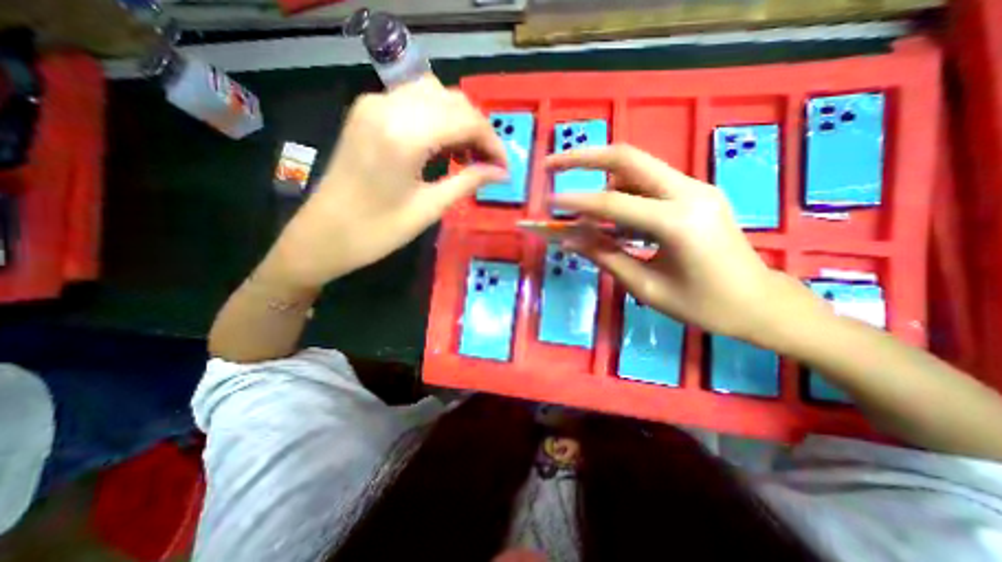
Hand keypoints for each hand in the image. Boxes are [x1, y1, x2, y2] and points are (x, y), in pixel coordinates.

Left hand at [264, 75, 508, 289]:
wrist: (324, 235)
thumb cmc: (378, 231)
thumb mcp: (430, 209)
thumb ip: (469, 182)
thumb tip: (501, 173)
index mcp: (405, 135)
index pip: (466, 120)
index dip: (493, 142)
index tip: (505, 168)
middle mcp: (389, 106)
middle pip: (453, 100)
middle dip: (479, 130)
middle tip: (490, 164)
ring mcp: (374, 104)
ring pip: (435, 95)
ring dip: (460, 121)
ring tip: (470, 155)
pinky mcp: (367, 111)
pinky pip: (414, 101)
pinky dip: (438, 118)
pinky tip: (445, 145)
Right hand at [547, 143, 821, 340]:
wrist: (760, 302)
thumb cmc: (704, 305)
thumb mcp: (646, 287)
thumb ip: (605, 257)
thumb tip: (568, 239)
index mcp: (679, 222)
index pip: (613, 203)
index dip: (575, 202)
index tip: (547, 202)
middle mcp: (689, 192)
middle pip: (628, 157)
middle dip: (584, 157)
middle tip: (552, 163)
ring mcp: (695, 187)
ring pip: (637, 167)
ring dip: (601, 177)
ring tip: (579, 204)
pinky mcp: (695, 192)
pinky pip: (648, 182)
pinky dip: (620, 191)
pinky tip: (610, 214)